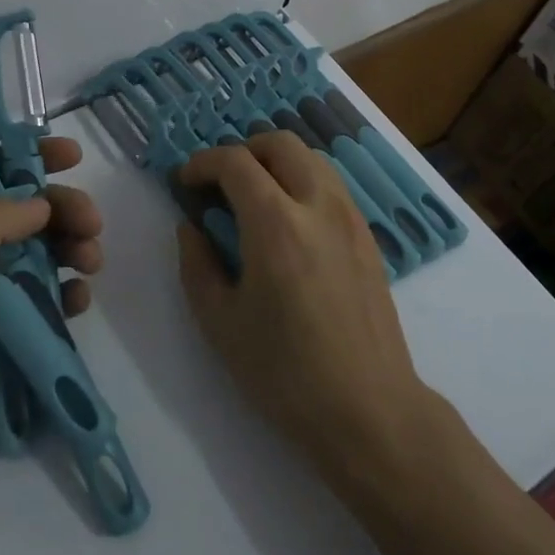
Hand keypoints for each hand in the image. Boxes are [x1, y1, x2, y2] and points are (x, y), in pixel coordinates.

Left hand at [0, 136, 103, 495]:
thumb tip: (41, 204)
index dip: (29, 158)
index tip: (71, 155)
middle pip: (25, 213)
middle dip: (62, 210)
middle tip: (92, 223)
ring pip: (42, 253)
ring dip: (71, 249)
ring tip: (91, 261)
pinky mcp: (6, 329)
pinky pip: (46, 300)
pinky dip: (67, 294)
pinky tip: (79, 300)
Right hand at [177, 132, 431, 478]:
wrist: (369, 411)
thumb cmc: (285, 373)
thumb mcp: (220, 323)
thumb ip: (197, 264)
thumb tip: (191, 227)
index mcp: (275, 224)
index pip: (235, 162)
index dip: (203, 163)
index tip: (185, 182)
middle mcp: (317, 206)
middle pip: (280, 144)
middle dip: (242, 151)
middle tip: (220, 183)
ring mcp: (350, 218)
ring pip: (311, 158)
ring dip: (276, 162)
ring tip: (253, 197)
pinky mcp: (368, 237)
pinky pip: (331, 185)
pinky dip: (302, 181)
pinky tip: (288, 222)